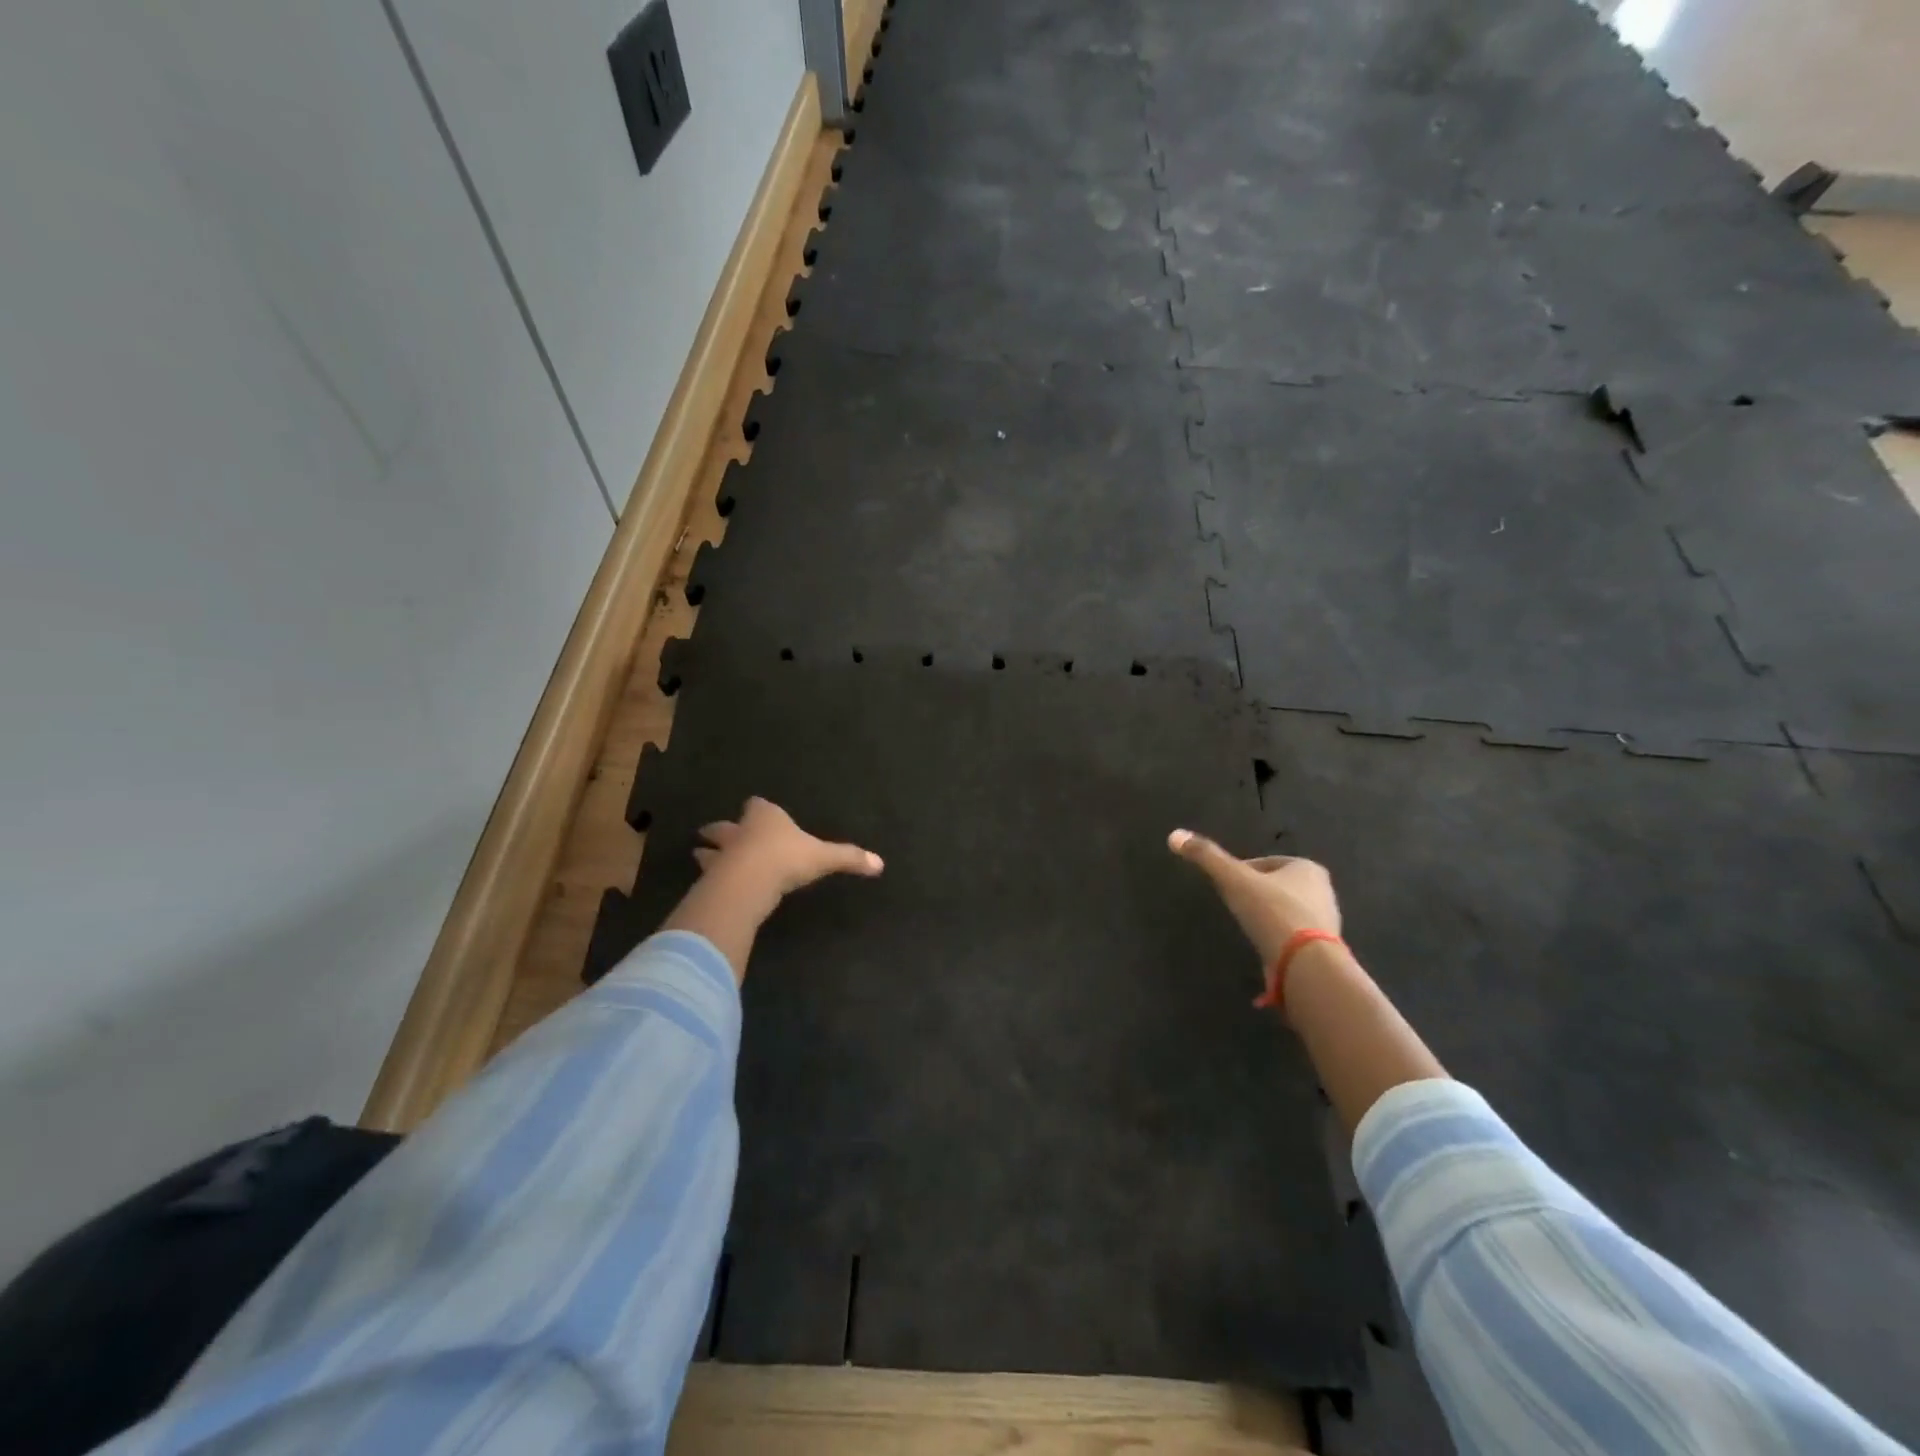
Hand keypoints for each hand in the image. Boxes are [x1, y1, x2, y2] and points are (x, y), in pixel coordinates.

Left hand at [693, 797, 883, 900]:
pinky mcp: (711, 878)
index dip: (758, 810)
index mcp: (767, 817)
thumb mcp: (824, 857)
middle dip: (721, 830)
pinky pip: (708, 876)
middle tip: (711, 834)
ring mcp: (722, 854)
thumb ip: (849, 858)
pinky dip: (709, 880)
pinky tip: (709, 887)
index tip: (757, 812)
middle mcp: (741, 830)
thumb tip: (880, 863)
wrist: (751, 880)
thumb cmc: (788, 858)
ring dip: (708, 854)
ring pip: (711, 850)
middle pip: (726, 827)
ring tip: (701, 856)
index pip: (758, 806)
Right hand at [1168, 828, 1339, 966]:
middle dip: (1257, 895)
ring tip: (1249, 930)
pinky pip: (1294, 937)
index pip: (1265, 863)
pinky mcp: (1325, 949)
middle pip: (1277, 887)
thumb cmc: (1272, 911)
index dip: (1242, 873)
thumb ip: (1206, 857)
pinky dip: (1279, 940)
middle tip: (1236, 908)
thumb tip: (1174, 835)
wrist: (1307, 963)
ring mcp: (1326, 921)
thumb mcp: (1233, 880)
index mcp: (1307, 867)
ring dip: (1269, 918)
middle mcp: (1323, 890)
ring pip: (1286, 912)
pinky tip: (1265, 949)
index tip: (1227, 887)